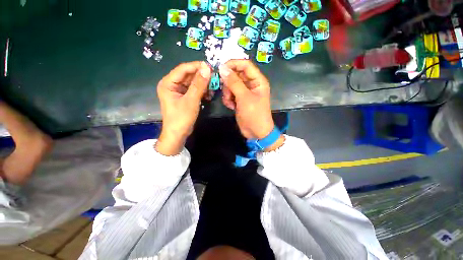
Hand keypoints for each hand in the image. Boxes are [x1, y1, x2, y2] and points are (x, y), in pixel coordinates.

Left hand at [156, 61, 210, 155]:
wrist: (178, 134)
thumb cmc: (181, 118)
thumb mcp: (191, 100)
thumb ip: (199, 84)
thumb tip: (207, 68)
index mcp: (168, 83)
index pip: (183, 69)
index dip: (196, 66)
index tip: (210, 67)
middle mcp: (172, 85)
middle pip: (188, 75)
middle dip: (201, 76)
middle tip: (214, 77)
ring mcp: (178, 91)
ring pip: (192, 83)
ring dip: (203, 84)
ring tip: (213, 86)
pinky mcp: (184, 97)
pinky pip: (193, 90)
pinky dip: (201, 91)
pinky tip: (209, 94)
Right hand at [219, 60, 283, 150]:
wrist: (256, 132)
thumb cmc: (254, 114)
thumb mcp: (244, 98)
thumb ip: (234, 82)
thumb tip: (222, 68)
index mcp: (257, 81)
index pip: (245, 65)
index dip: (233, 64)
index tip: (221, 69)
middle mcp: (251, 84)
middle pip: (236, 75)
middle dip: (229, 83)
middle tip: (226, 92)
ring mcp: (244, 92)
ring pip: (231, 85)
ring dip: (227, 93)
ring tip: (230, 102)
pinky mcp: (239, 99)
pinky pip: (230, 93)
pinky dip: (228, 99)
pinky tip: (230, 106)